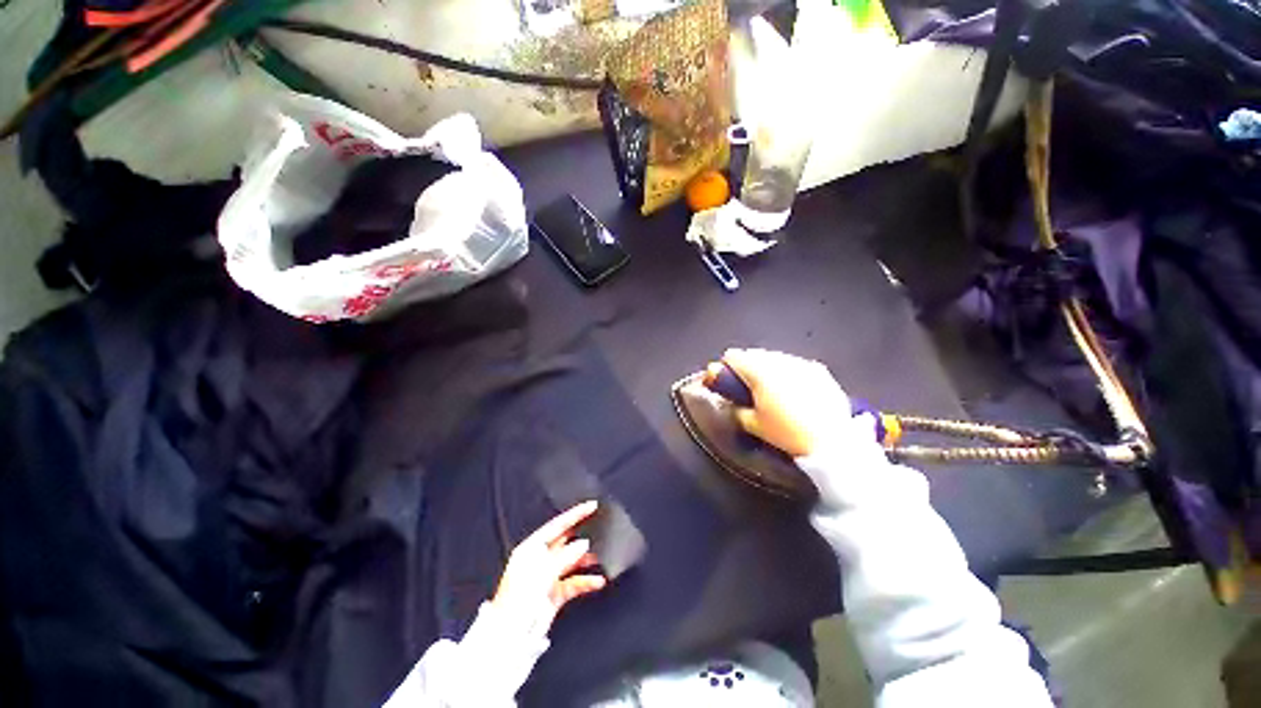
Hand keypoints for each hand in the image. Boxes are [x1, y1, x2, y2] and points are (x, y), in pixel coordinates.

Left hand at [492, 501, 606, 634]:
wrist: (510, 639)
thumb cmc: (520, 600)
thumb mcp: (542, 574)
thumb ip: (565, 557)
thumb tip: (584, 544)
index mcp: (531, 548)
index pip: (557, 525)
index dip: (575, 515)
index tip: (592, 505)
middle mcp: (540, 559)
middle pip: (565, 541)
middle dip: (583, 535)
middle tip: (602, 527)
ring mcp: (548, 577)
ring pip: (572, 561)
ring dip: (587, 559)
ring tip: (604, 555)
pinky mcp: (554, 594)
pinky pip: (574, 582)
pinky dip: (586, 581)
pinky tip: (598, 581)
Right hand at [721, 348, 856, 456]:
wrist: (833, 443)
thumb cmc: (787, 433)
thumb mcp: (753, 425)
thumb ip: (735, 408)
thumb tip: (729, 401)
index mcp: (759, 371)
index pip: (733, 356)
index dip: (725, 368)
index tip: (726, 381)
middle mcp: (779, 361)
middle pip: (753, 354)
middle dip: (746, 367)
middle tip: (747, 387)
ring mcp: (801, 363)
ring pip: (775, 357)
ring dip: (767, 367)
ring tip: (770, 389)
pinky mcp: (819, 371)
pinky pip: (795, 364)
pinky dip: (787, 372)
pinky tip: (792, 391)